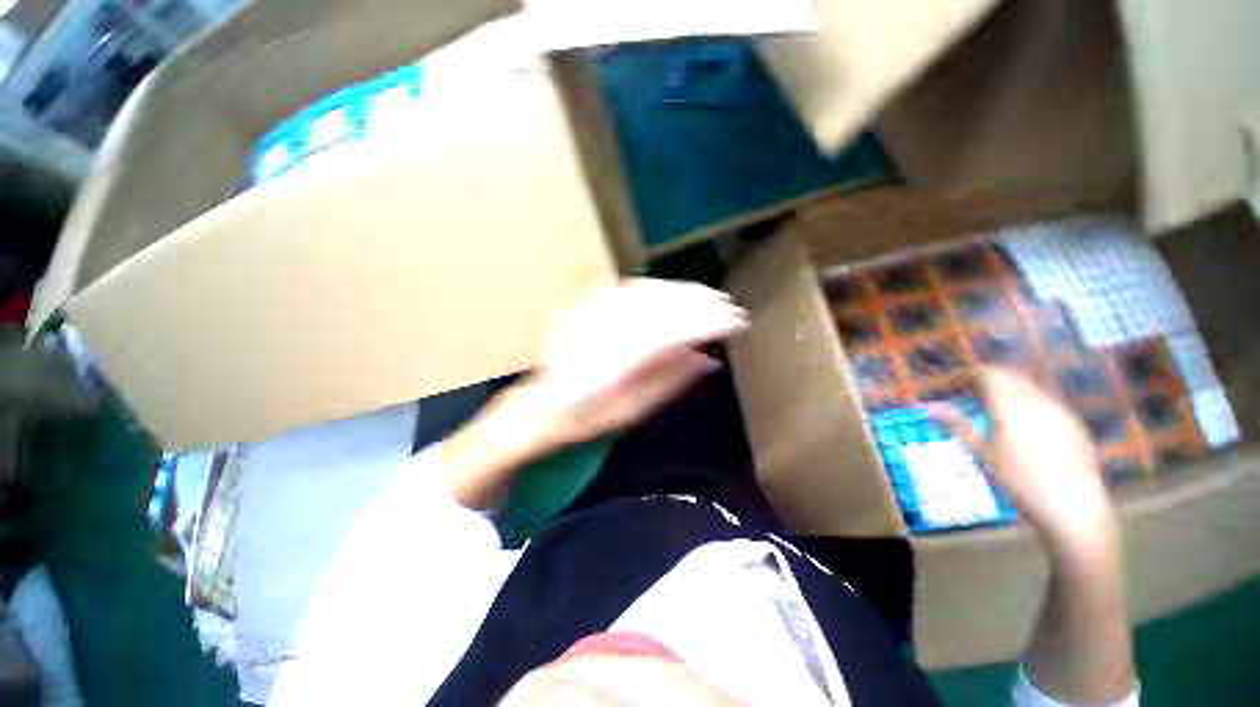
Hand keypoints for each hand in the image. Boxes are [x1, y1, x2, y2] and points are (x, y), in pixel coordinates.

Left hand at [530, 278, 747, 445]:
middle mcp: (607, 330)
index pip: (674, 330)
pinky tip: (673, 292)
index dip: (708, 322)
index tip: (735, 322)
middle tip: (728, 306)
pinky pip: (627, 289)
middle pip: (661, 305)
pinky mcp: (587, 307)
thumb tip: (709, 360)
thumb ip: (671, 381)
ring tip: (707, 296)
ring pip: (646, 291)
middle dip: (700, 302)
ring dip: (681, 291)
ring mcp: (593, 314)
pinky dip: (657, 288)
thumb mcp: (635, 410)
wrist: (544, 404)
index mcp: (619, 360)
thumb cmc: (590, 415)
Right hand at [931, 367, 1118, 557]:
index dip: (973, 374)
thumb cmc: (1019, 481)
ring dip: (1012, 390)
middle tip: (974, 391)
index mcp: (1010, 405)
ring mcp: (1060, 412)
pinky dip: (1031, 403)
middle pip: (1012, 377)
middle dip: (993, 379)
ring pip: (1032, 388)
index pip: (990, 375)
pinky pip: (1048, 403)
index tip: (959, 382)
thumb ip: (958, 425)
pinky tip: (1026, 425)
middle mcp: (1037, 401)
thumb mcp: (982, 453)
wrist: (1072, 507)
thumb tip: (929, 408)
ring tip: (997, 407)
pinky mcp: (1074, 425)